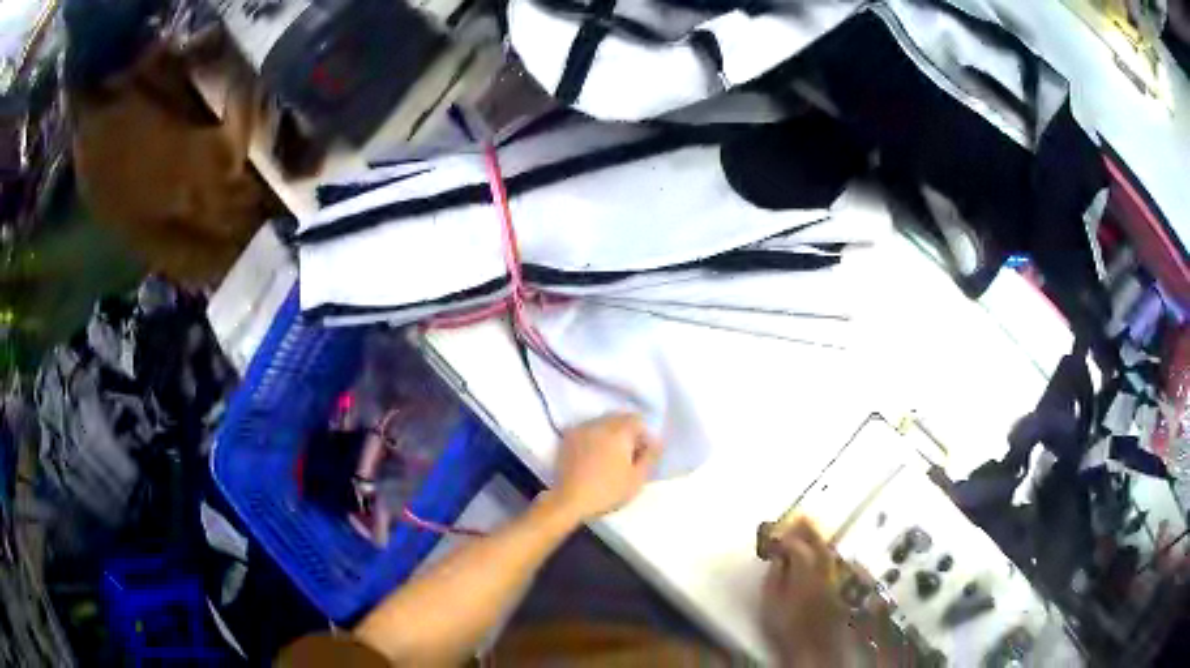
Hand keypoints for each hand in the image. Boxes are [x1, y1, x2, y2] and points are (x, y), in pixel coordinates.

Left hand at [551, 413, 661, 521]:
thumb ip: (650, 457)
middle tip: (629, 453)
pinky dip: (594, 435)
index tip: (643, 453)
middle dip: (628, 431)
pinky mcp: (568, 437)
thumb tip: (657, 442)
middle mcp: (600, 424)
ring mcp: (582, 428)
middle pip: (619, 418)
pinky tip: (594, 452)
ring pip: (602, 421)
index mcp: (619, 432)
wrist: (570, 499)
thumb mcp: (637, 479)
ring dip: (610, 431)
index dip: (644, 435)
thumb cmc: (608, 491)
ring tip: (611, 453)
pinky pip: (587, 428)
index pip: (637, 420)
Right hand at [760, 518, 847, 665]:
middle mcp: (824, 572)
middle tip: (798, 516)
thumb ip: (774, 577)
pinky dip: (825, 551)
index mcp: (805, 576)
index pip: (798, 547)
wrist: (813, 647)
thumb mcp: (770, 604)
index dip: (786, 538)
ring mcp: (835, 579)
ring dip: (818, 537)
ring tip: (807, 528)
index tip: (774, 534)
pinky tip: (819, 551)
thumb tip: (777, 558)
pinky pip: (833, 561)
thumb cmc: (786, 628)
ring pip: (829, 551)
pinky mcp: (840, 586)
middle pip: (819, 543)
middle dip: (808, 528)